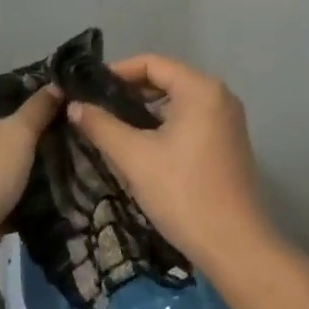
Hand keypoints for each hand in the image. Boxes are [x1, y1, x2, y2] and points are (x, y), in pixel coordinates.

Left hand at [0, 83, 59, 269]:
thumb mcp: (18, 133)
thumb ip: (38, 108)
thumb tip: (56, 86)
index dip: (14, 88)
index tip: (44, 96)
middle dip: (18, 124)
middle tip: (52, 124)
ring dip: (14, 155)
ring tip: (49, 151)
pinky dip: (6, 181)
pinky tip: (35, 182)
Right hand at [66, 53, 269, 268]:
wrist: (234, 246)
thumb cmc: (183, 193)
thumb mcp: (134, 158)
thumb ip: (101, 126)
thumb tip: (74, 105)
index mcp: (200, 88)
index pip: (151, 63)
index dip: (117, 72)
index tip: (88, 89)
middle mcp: (219, 94)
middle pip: (166, 79)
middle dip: (129, 92)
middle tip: (95, 109)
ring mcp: (227, 119)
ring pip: (177, 101)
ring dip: (145, 110)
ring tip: (111, 127)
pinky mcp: (228, 141)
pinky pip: (190, 119)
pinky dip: (164, 125)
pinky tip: (141, 145)